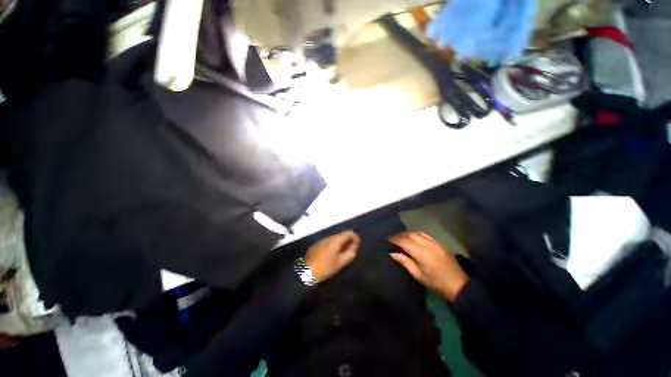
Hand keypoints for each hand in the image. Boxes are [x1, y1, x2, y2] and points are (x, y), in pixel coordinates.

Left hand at [306, 230, 359, 281]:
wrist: (306, 271)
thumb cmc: (325, 267)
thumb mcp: (340, 263)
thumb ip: (350, 254)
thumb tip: (354, 247)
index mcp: (335, 240)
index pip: (348, 232)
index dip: (355, 237)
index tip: (357, 245)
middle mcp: (329, 237)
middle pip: (341, 234)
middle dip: (348, 240)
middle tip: (351, 250)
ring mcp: (322, 240)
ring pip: (335, 238)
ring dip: (341, 242)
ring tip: (343, 252)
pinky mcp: (317, 244)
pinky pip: (329, 241)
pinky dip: (334, 245)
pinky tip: (333, 254)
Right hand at [389, 231, 468, 301]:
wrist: (458, 285)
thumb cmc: (436, 283)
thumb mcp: (418, 275)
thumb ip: (405, 262)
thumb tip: (392, 253)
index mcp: (422, 254)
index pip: (405, 241)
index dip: (395, 239)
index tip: (388, 240)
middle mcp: (428, 245)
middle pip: (411, 234)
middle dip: (401, 235)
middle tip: (393, 238)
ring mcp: (435, 242)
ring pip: (418, 232)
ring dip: (408, 233)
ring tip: (402, 238)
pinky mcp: (440, 243)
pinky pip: (425, 234)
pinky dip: (417, 234)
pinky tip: (413, 239)